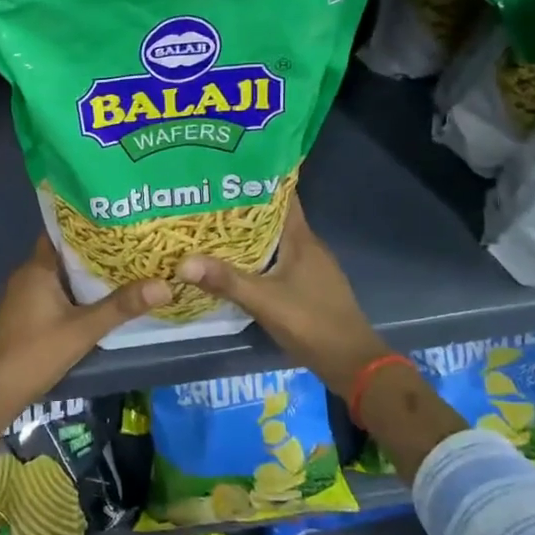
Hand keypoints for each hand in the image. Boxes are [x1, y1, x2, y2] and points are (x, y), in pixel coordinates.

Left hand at [0, 236, 168, 426]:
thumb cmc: (34, 353)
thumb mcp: (83, 330)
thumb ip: (121, 307)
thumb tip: (165, 285)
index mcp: (37, 268)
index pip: (62, 232)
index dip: (88, 224)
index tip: (118, 219)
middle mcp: (27, 275)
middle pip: (64, 254)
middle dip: (95, 250)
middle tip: (131, 244)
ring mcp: (23, 297)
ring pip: (60, 276)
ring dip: (85, 274)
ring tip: (124, 268)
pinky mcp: (24, 316)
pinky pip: (53, 293)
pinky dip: (75, 293)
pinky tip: (98, 300)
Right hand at [174, 198, 390, 398]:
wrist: (353, 364)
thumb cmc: (312, 323)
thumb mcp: (264, 301)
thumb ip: (225, 280)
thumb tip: (181, 263)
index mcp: (302, 239)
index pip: (283, 196)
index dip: (259, 180)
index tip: (228, 171)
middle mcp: (308, 246)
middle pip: (275, 217)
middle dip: (244, 207)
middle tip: (208, 198)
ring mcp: (311, 267)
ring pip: (276, 240)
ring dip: (250, 234)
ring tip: (213, 227)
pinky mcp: (309, 286)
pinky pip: (278, 260)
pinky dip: (258, 256)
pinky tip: (235, 263)